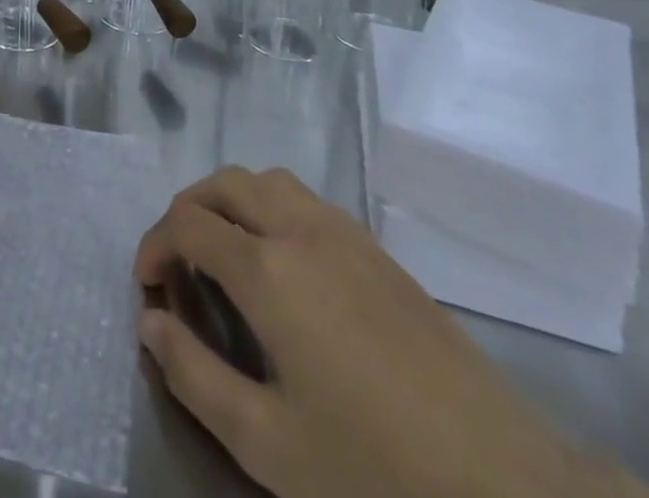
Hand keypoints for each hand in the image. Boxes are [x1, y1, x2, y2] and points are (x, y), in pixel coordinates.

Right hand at [134, 168, 644, 497]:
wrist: (503, 480)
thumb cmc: (374, 469)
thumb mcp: (267, 443)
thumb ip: (194, 375)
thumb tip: (150, 321)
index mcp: (268, 269)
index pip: (189, 223)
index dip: (155, 244)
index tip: (145, 283)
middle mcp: (300, 229)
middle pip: (225, 184)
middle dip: (188, 210)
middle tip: (176, 263)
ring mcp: (343, 231)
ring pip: (268, 181)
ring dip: (231, 201)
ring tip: (223, 254)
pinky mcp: (376, 248)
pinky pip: (305, 199)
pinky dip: (270, 208)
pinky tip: (281, 264)